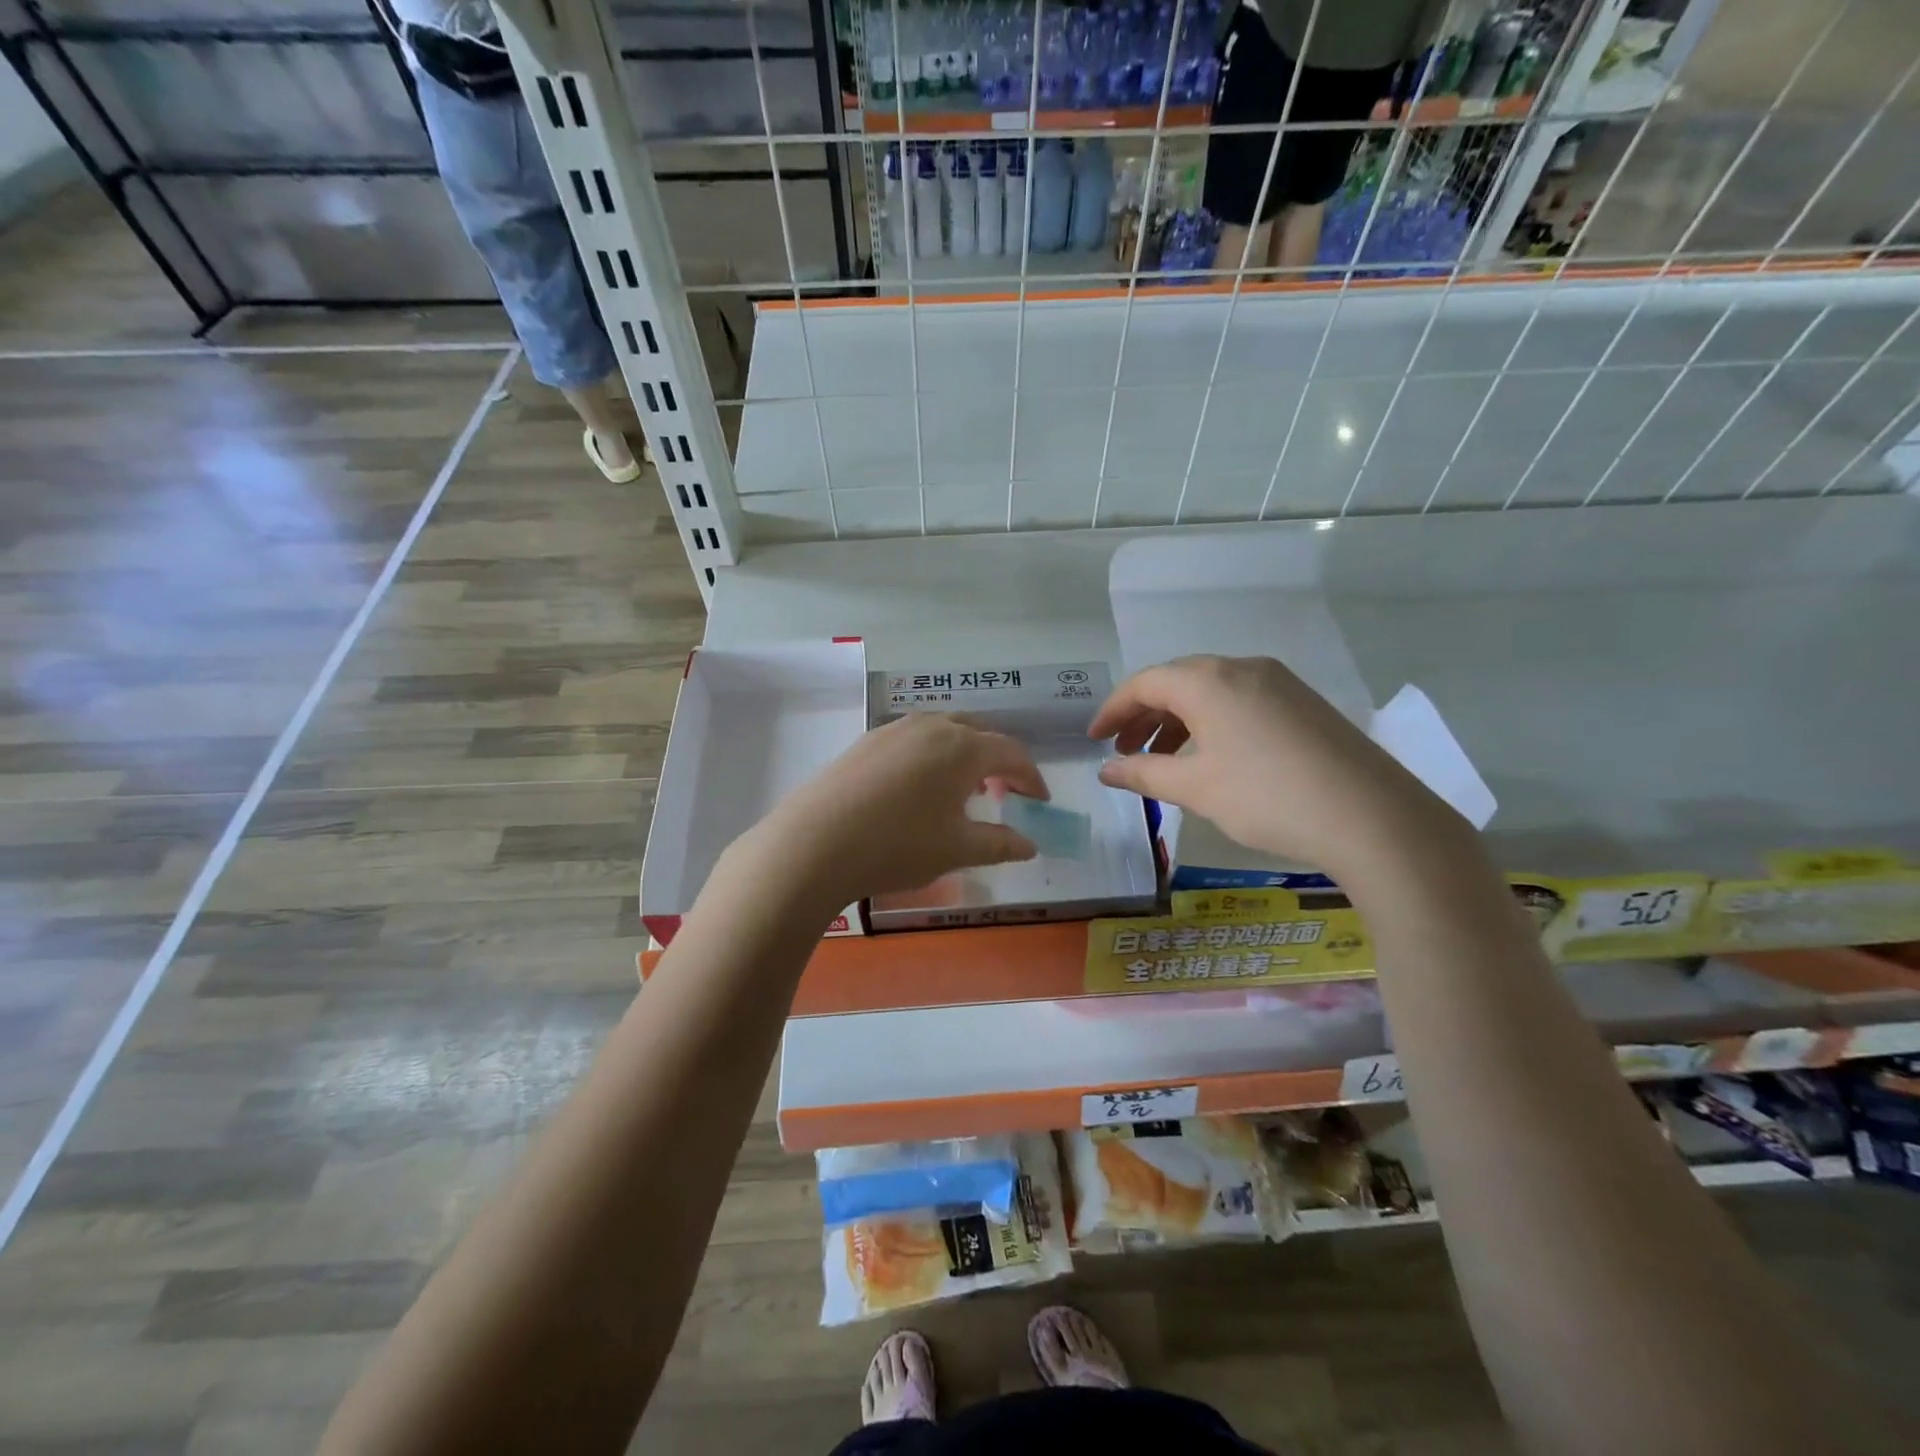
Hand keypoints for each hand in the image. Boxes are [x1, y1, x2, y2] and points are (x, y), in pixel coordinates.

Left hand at [746, 714, 1045, 910]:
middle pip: (979, 732)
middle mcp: (932, 726)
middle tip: (1004, 792)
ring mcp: (895, 729)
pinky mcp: (867, 741)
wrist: (815, 843)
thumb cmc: (898, 845)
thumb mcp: (957, 849)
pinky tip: (920, 788)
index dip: (1031, 776)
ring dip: (965, 754)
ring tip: (963, 789)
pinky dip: (933, 755)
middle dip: (999, 759)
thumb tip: (1029, 845)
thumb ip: (1000, 843)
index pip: (1011, 752)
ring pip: (944, 730)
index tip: (1040, 801)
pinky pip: (915, 738)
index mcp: (963, 747)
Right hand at [1089, 655, 1466, 878]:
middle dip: (1144, 714)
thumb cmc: (1266, 797)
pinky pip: (1241, 700)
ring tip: (1163, 758)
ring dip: (1178, 720)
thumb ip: (1144, 774)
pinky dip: (1212, 722)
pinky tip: (1212, 757)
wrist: (1371, 817)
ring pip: (1211, 691)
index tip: (1094, 740)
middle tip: (1124, 750)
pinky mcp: (1303, 703)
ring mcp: (1279, 682)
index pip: (1145, 683)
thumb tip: (1106, 772)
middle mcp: (1242, 668)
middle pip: (1177, 681)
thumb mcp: (1195, 788)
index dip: (1113, 710)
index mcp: (1208, 680)